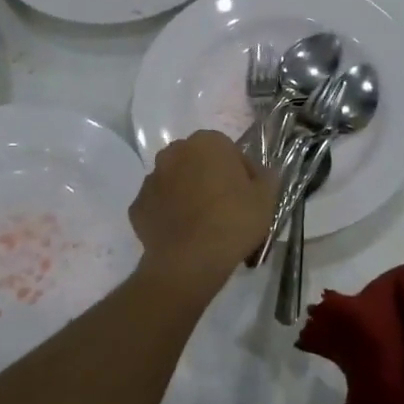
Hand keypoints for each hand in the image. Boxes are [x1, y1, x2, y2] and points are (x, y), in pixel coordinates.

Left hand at [130, 131, 277, 297]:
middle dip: (210, 178)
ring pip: (176, 182)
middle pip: (198, 162)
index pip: (229, 151)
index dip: (241, 173)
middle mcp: (173, 153)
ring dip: (188, 194)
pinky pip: (159, 206)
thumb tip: (259, 174)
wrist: (190, 261)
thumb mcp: (267, 198)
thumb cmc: (233, 221)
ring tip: (204, 224)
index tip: (248, 195)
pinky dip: (169, 215)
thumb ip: (266, 177)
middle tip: (226, 208)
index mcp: (206, 142)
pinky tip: (184, 234)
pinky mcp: (137, 207)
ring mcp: (151, 179)